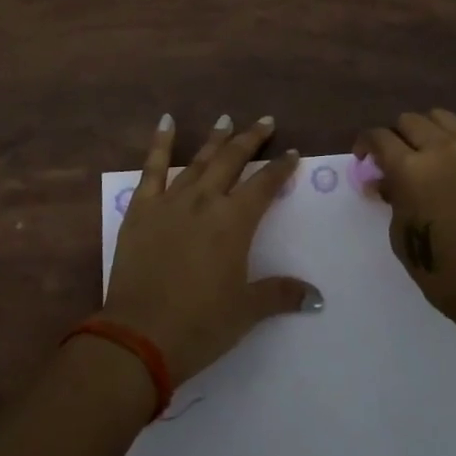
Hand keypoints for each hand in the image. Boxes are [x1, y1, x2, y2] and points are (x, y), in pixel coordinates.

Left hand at [104, 114, 321, 384]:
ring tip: (226, 119)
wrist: (138, 336)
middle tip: (265, 122)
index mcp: (234, 222)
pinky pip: (152, 168)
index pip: (264, 184)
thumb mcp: (246, 311)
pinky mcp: (141, 208)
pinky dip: (160, 143)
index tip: (292, 154)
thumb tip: (317, 298)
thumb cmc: (199, 325)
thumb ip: (280, 294)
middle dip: (251, 139)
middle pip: (232, 160)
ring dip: (215, 139)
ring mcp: (170, 201)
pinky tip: (166, 121)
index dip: (280, 168)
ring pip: (198, 160)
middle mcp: (205, 201)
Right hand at [357, 109, 455, 337]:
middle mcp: (440, 150)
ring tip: (422, 155)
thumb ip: (391, 198)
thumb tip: (383, 181)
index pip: (379, 137)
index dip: (365, 144)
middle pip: (408, 121)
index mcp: (410, 170)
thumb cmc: (442, 270)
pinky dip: (449, 142)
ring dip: (423, 131)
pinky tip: (448, 168)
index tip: (363, 159)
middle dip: (394, 137)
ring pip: (439, 118)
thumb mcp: (401, 235)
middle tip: (392, 161)